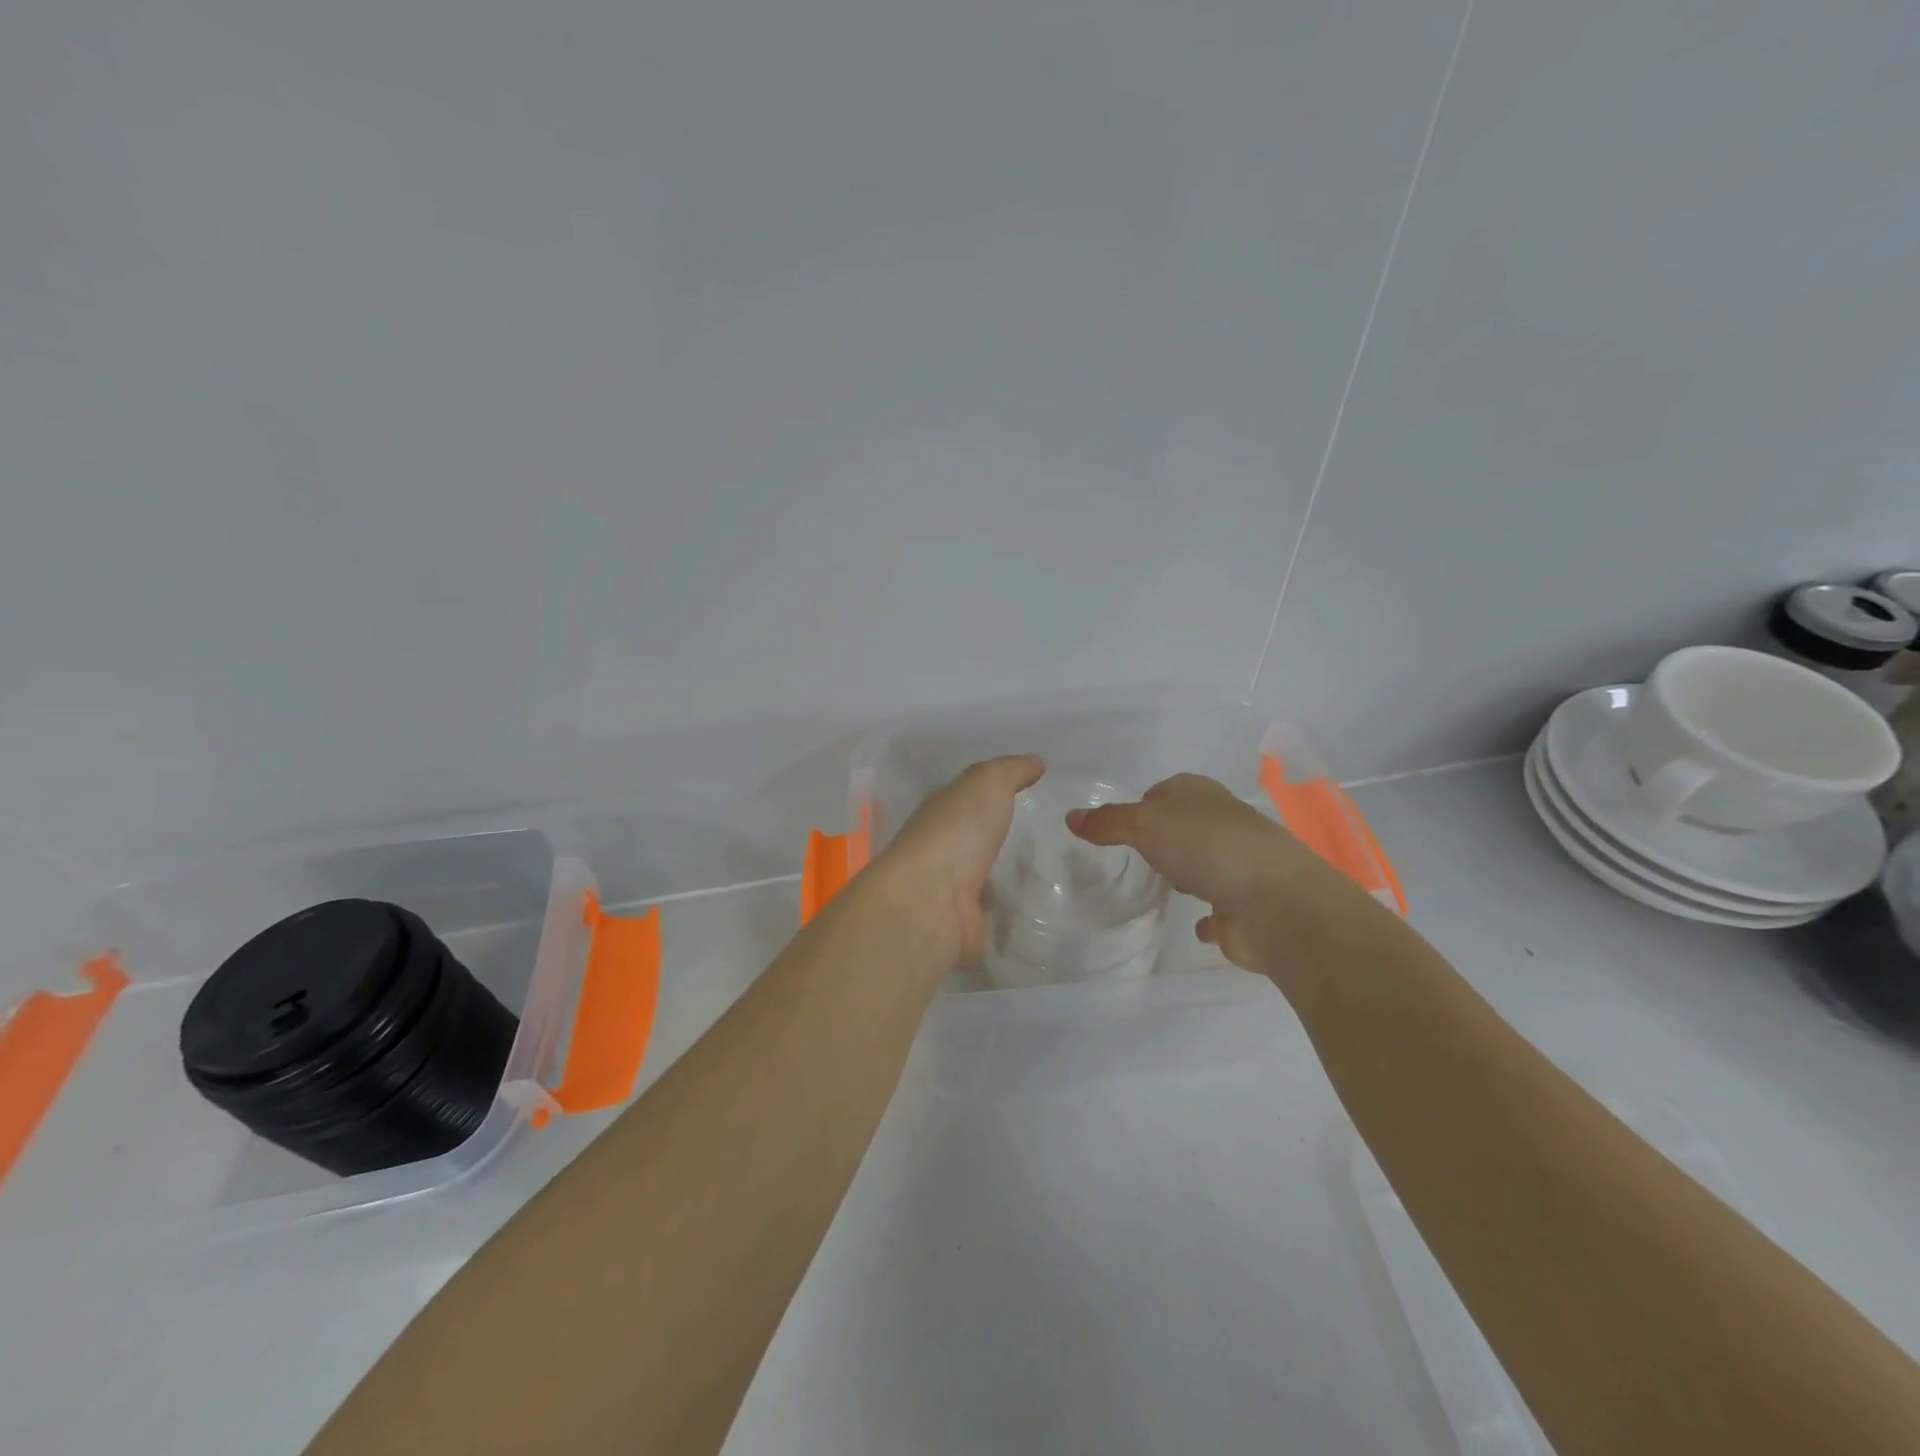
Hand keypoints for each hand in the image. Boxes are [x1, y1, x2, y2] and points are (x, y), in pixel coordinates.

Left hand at [877, 755, 1044, 964]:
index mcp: (941, 812)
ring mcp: (949, 889)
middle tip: (1045, 838)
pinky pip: (992, 914)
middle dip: (999, 838)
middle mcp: (940, 848)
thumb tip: (1036, 762)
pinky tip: (1034, 908)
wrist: (933, 899)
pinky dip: (1007, 912)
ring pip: (982, 878)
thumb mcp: (988, 782)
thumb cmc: (958, 830)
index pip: (967, 799)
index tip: (1028, 796)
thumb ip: (1011, 770)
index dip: (992, 794)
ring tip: (1048, 875)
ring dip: (1004, 877)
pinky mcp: (963, 924)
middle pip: (973, 839)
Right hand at [1067, 773, 1364, 974]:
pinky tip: (1193, 924)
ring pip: (1205, 864)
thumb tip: (1070, 817)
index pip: (1165, 791)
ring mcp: (1240, 866)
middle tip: (1135, 857)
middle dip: (1164, 839)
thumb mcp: (1146, 825)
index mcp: (1202, 795)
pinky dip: (1209, 916)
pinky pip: (1220, 908)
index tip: (1118, 827)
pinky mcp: (1247, 906)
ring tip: (1160, 887)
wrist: (1279, 904)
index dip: (1141, 805)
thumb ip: (1108, 822)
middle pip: (1185, 826)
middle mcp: (1224, 824)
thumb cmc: (1209, 850)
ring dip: (1187, 872)